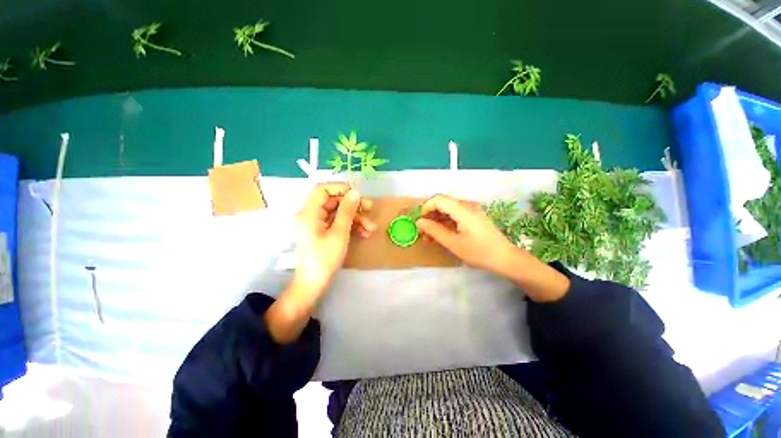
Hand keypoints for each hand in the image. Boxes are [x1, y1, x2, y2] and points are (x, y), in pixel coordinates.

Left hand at [292, 183, 374, 301]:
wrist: (313, 283)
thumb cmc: (324, 258)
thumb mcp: (339, 233)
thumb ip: (347, 211)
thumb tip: (355, 193)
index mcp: (309, 213)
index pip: (322, 189)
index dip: (340, 188)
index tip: (356, 194)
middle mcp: (311, 215)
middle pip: (333, 201)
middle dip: (353, 205)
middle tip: (370, 208)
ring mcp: (317, 224)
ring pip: (338, 213)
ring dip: (356, 218)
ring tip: (371, 228)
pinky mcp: (322, 232)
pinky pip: (337, 223)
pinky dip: (351, 226)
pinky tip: (364, 234)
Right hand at [417, 194, 515, 273]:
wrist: (505, 259)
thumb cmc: (479, 252)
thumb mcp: (453, 243)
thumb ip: (435, 231)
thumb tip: (419, 222)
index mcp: (463, 210)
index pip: (439, 199)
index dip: (426, 208)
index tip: (420, 222)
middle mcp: (468, 206)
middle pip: (443, 203)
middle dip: (430, 216)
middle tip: (423, 232)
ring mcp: (472, 211)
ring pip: (448, 210)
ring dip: (437, 221)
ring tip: (430, 237)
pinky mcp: (474, 217)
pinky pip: (456, 215)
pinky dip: (446, 223)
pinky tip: (442, 234)